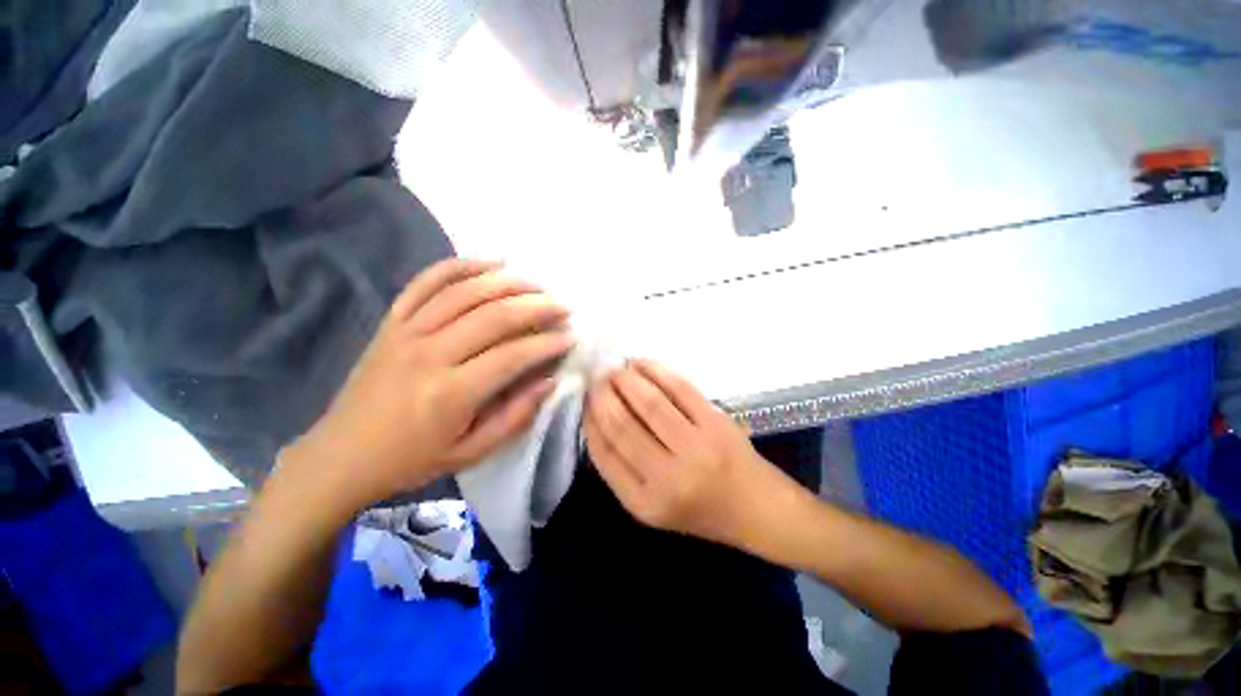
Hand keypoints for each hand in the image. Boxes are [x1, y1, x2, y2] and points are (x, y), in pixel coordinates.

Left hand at [290, 259, 574, 506]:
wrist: (340, 456)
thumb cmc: (411, 460)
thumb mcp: (471, 453)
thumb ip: (515, 416)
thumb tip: (550, 380)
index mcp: (449, 394)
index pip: (511, 356)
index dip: (547, 344)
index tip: (570, 338)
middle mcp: (428, 354)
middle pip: (492, 316)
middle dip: (536, 307)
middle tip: (562, 307)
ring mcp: (406, 331)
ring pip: (464, 292)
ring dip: (507, 283)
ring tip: (536, 284)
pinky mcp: (392, 321)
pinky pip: (426, 282)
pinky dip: (459, 266)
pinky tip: (488, 261)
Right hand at [585, 359, 775, 546]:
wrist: (754, 506)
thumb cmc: (697, 508)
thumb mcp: (649, 504)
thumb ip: (620, 468)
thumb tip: (595, 419)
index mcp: (644, 503)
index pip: (604, 453)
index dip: (590, 420)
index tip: (584, 400)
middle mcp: (668, 478)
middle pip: (623, 425)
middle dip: (604, 395)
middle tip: (596, 377)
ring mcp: (696, 447)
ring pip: (650, 403)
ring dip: (626, 380)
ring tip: (615, 368)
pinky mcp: (716, 423)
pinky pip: (680, 390)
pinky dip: (656, 372)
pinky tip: (641, 364)